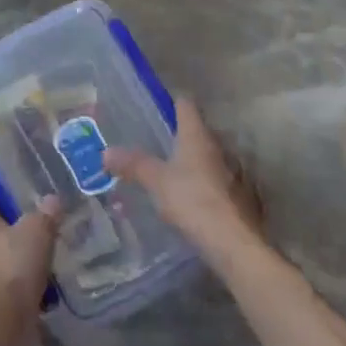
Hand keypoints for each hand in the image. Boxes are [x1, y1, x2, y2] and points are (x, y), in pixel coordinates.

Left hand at [0, 190, 59, 345]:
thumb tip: (53, 199)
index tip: (18, 191)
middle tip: (43, 217)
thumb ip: (46, 213)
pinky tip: (55, 277)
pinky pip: (16, 279)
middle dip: (17, 222)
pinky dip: (32, 278)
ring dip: (27, 251)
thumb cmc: (13, 266)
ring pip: (7, 252)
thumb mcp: (37, 230)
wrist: (3, 324)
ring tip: (54, 245)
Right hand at [106, 96, 263, 267]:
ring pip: (209, 156)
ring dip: (194, 161)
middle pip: (198, 130)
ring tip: (172, 172)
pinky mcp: (239, 195)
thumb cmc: (192, 200)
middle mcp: (217, 146)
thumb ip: (133, 164)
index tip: (157, 108)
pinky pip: (217, 180)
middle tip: (157, 144)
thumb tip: (106, 152)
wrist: (233, 242)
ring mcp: (233, 170)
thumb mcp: (156, 181)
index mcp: (197, 134)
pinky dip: (205, 183)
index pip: (185, 104)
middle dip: (180, 135)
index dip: (171, 103)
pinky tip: (191, 198)